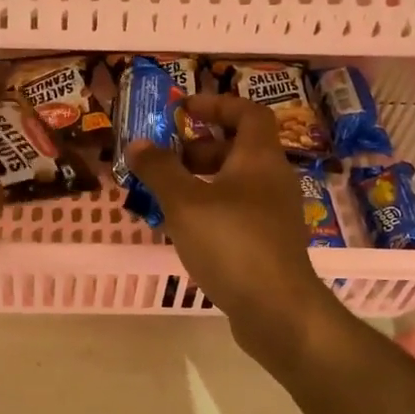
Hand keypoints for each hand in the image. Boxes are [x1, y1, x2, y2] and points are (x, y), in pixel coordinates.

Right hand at [125, 93, 349, 366]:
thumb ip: (159, 170)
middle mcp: (272, 180)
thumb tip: (138, 143)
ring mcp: (274, 214)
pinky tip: (184, 229)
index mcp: (260, 158)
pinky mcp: (269, 243)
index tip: (183, 110)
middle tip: (165, 159)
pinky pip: (236, 211)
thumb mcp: (185, 202)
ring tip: (164, 195)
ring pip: (235, 183)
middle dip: (199, 148)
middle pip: (238, 149)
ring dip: (200, 181)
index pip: (248, 113)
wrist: (276, 309)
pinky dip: (210, 209)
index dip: (217, 104)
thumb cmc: (231, 243)